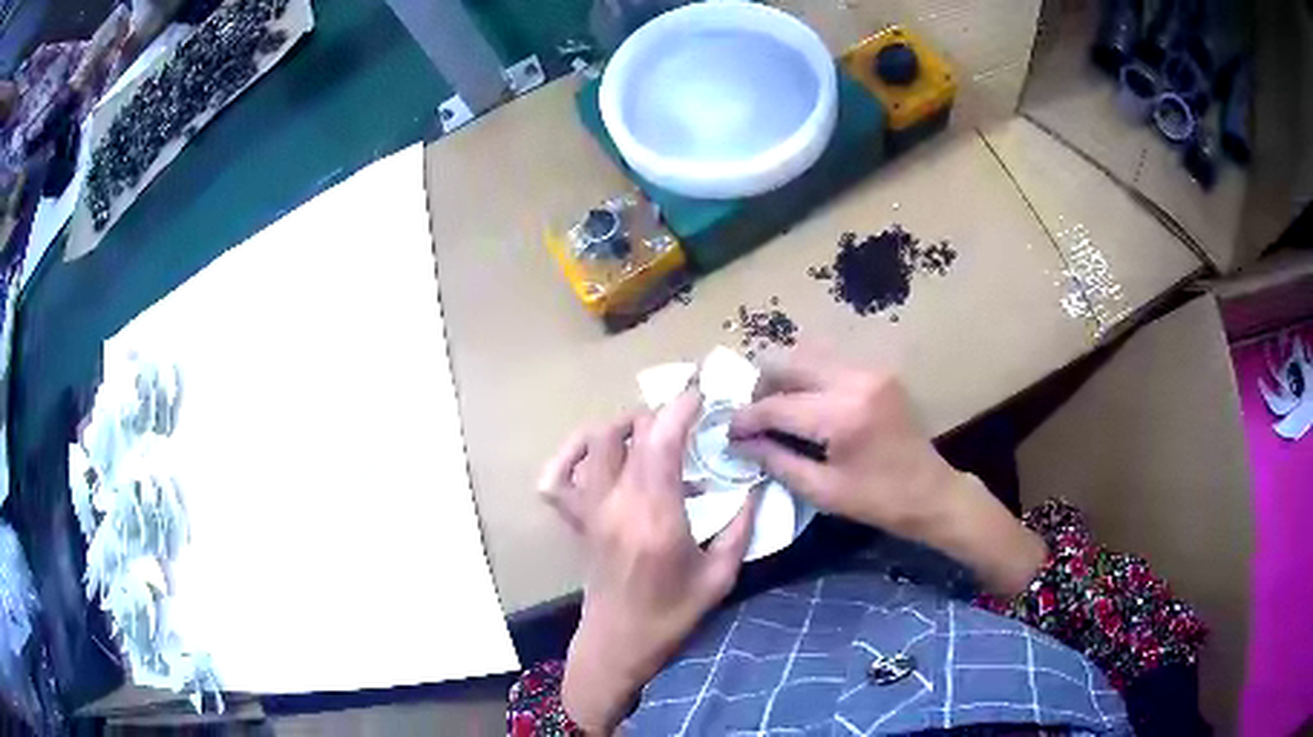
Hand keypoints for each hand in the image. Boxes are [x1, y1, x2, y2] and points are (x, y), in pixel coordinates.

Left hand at [539, 391, 758, 733]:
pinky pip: (556, 478)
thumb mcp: (720, 576)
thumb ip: (741, 527)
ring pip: (594, 444)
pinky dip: (570, 455)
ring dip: (623, 426)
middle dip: (661, 413)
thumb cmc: (673, 614)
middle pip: (631, 434)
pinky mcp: (576, 521)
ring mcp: (590, 511)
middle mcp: (618, 505)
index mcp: (657, 518)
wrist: (619, 642)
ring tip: (649, 431)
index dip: (681, 408)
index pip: (662, 442)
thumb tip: (755, 487)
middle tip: (688, 415)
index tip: (701, 394)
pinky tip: (592, 452)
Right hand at [728, 348, 1045, 596]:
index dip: (746, 418)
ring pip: (808, 356)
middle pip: (789, 363)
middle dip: (761, 387)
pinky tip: (802, 404)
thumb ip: (777, 461)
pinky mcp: (877, 372)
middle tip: (750, 416)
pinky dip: (807, 378)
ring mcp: (869, 370)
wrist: (932, 492)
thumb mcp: (822, 491)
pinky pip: (829, 363)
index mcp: (842, 415)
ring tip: (773, 409)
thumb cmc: (878, 500)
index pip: (777, 406)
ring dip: (783, 378)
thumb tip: (741, 443)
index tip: (728, 431)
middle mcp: (855, 380)